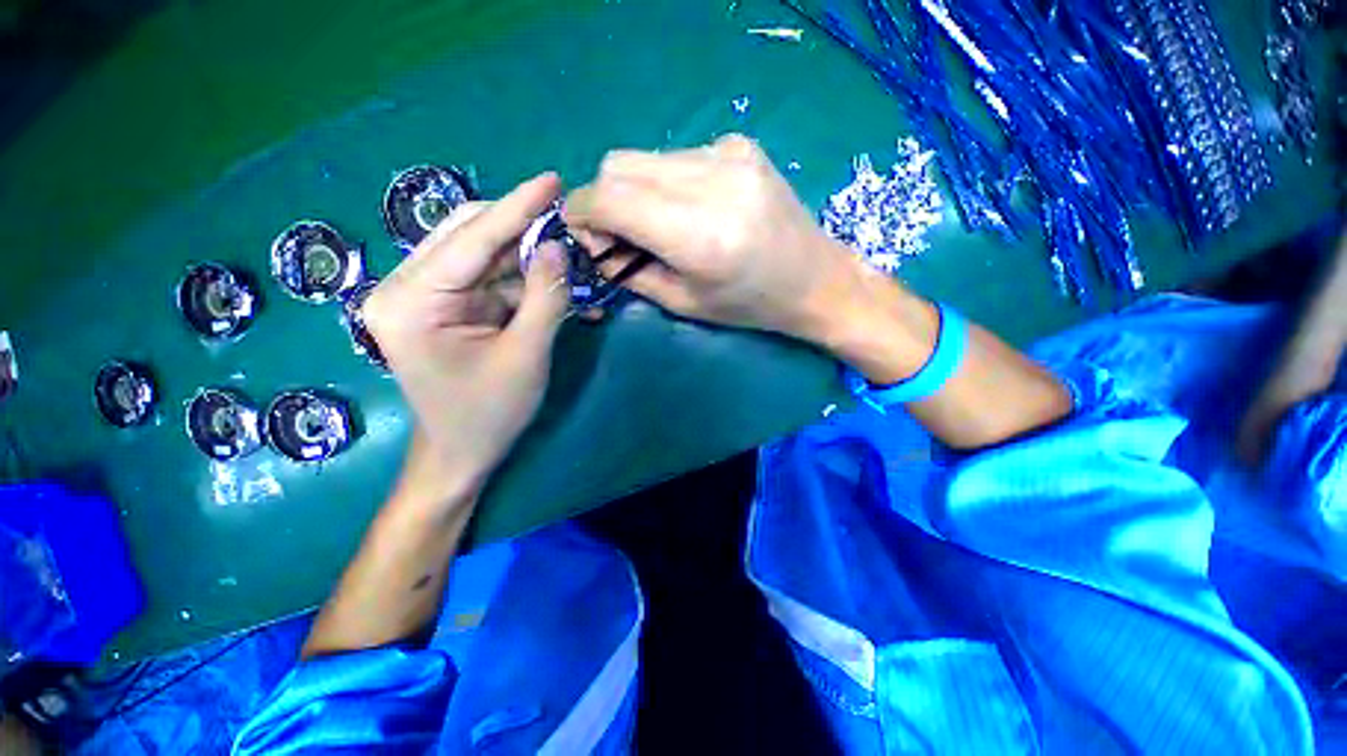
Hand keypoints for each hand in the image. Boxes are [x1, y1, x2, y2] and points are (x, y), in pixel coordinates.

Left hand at [363, 174, 570, 501]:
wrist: (460, 453)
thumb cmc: (489, 414)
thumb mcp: (527, 355)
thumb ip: (544, 297)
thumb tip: (557, 246)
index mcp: (411, 303)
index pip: (471, 240)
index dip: (517, 207)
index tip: (552, 180)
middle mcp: (404, 288)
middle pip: (468, 235)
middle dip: (521, 228)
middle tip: (566, 224)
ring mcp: (420, 296)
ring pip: (480, 254)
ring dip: (526, 256)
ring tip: (568, 259)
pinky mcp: (441, 306)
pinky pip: (486, 278)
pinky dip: (522, 280)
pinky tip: (553, 287)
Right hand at [563, 134, 861, 340]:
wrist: (815, 279)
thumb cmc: (750, 306)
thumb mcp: (683, 303)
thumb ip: (629, 270)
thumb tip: (595, 242)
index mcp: (698, 235)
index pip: (608, 197)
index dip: (582, 214)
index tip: (588, 237)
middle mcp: (713, 182)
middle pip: (618, 164)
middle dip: (605, 200)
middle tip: (623, 236)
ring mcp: (730, 154)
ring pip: (645, 157)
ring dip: (637, 191)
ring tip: (662, 225)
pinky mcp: (741, 144)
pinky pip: (677, 155)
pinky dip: (668, 182)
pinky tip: (695, 208)